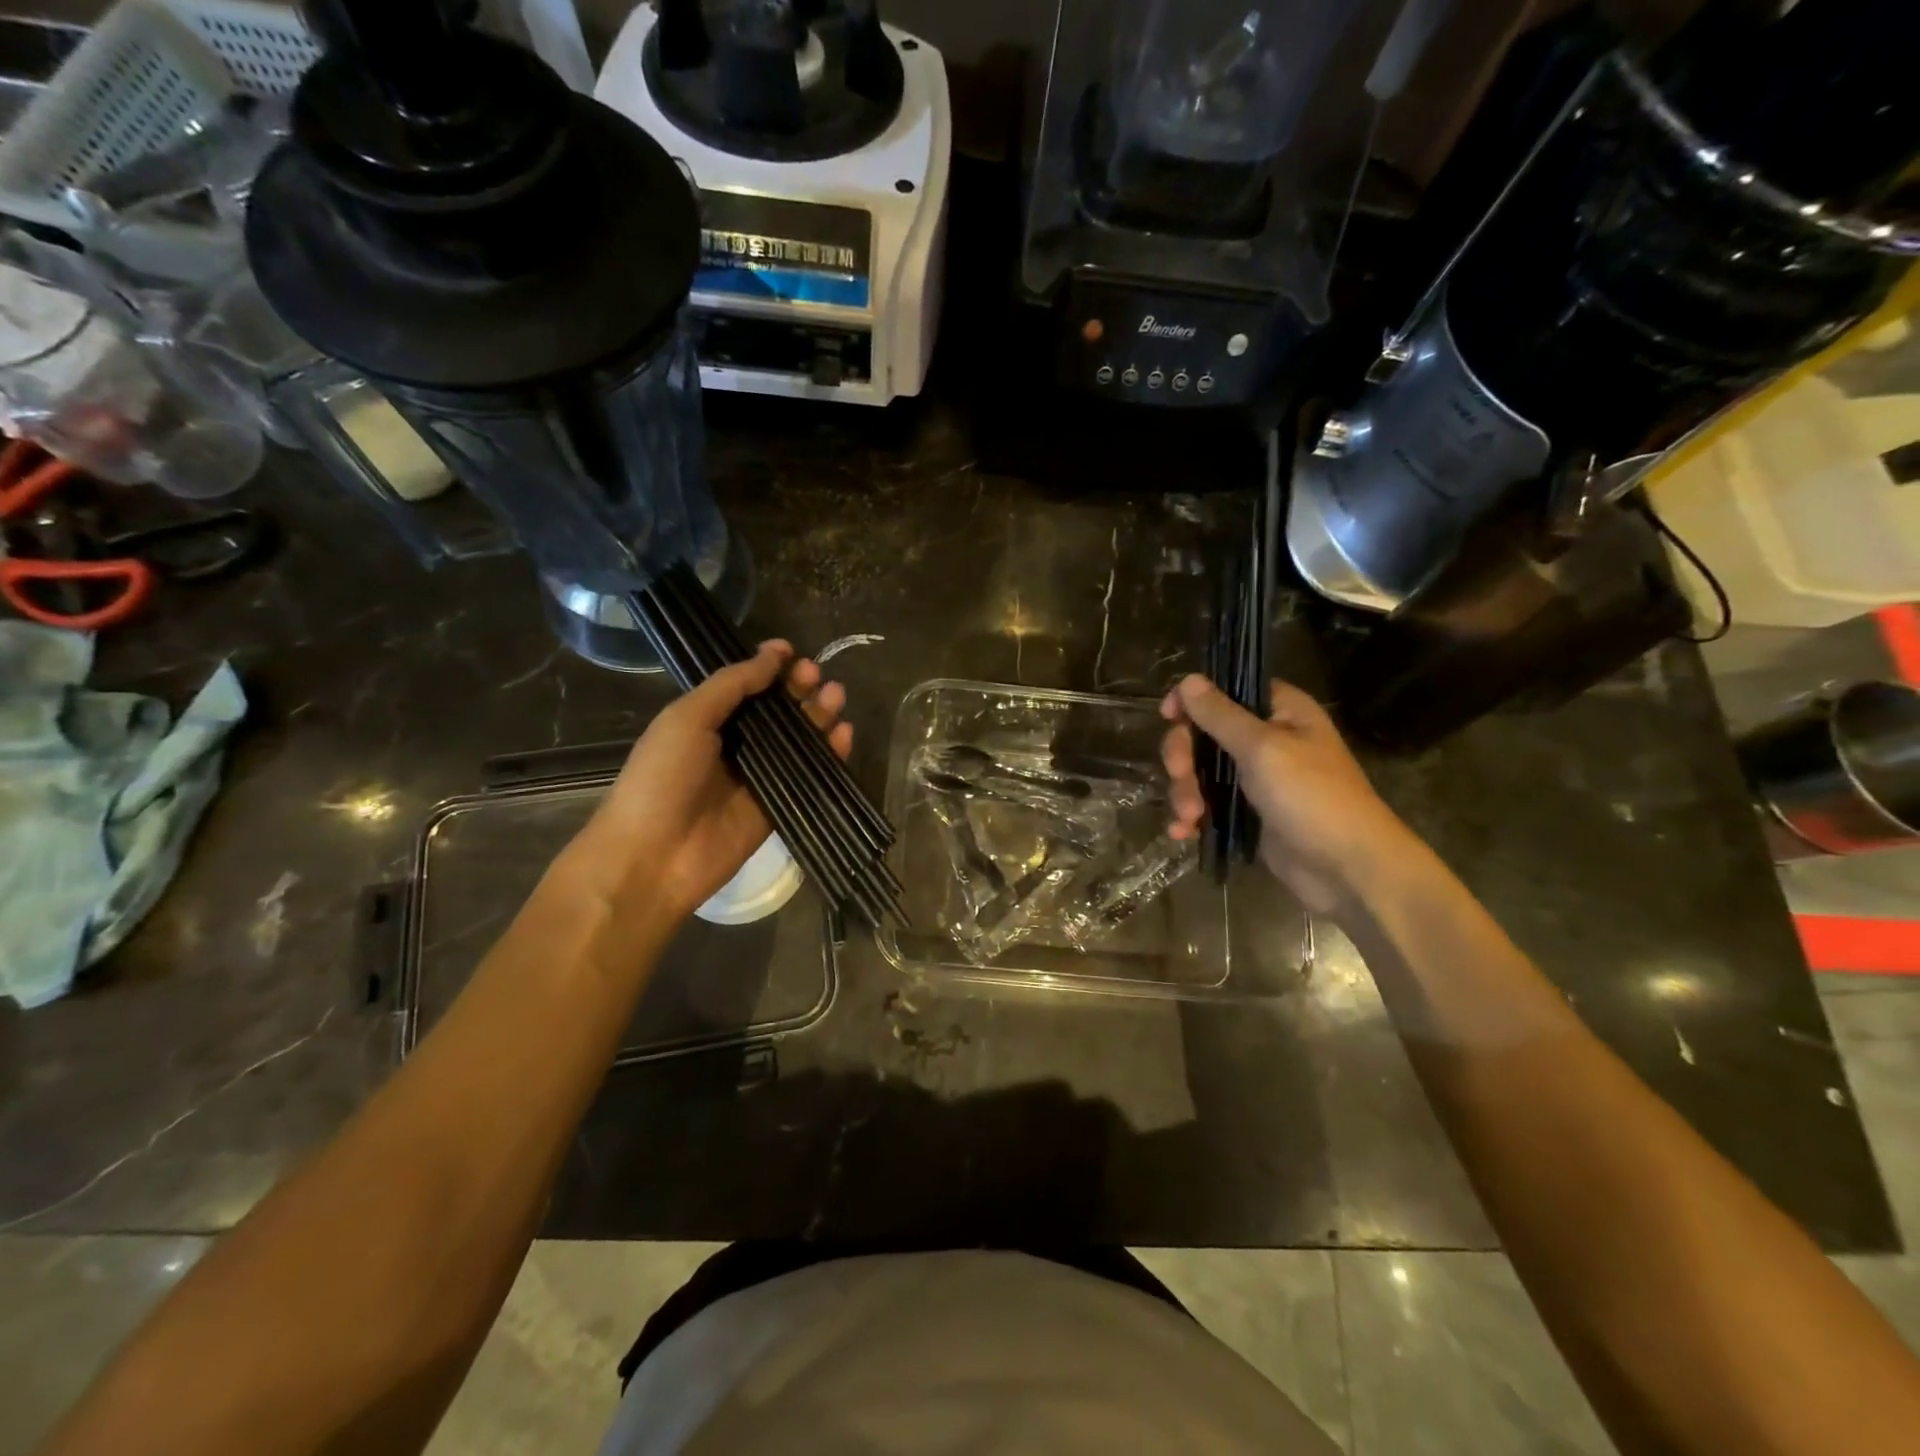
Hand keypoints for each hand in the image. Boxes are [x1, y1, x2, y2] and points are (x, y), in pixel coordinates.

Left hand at [566, 640, 851, 924]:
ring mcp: (758, 777)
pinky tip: (844, 735)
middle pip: (777, 712)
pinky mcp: (779, 807)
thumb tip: (774, 654)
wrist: (653, 857)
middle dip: (799, 690)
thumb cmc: (661, 778)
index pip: (747, 687)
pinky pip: (810, 776)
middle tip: (817, 675)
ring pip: (798, 741)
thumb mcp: (688, 717)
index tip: (794, 652)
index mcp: (706, 720)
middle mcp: (735, 745)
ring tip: (836, 697)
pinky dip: (830, 755)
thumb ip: (732, 684)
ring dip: (818, 716)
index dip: (770, 669)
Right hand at [1161, 674, 1414, 914]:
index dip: (1194, 700)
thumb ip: (1221, 715)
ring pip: (1201, 772)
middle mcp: (1267, 740)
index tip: (1169, 716)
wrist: (1347, 869)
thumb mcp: (1262, 749)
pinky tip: (1183, 833)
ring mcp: (1256, 780)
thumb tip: (1189, 679)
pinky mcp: (1248, 815)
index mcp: (1281, 712)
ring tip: (1189, 816)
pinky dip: (1192, 817)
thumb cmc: (1312, 797)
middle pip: (1205, 733)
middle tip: (1180, 774)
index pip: (1227, 690)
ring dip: (1185, 792)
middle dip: (1184, 756)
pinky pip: (1208, 806)